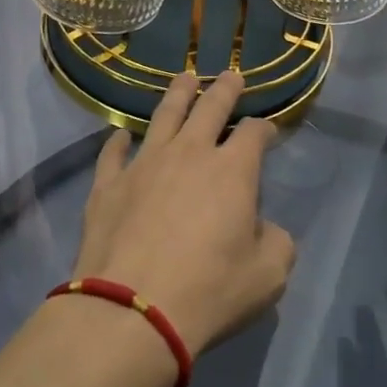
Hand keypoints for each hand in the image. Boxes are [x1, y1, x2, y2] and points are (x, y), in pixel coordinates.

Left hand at [70, 70, 296, 357]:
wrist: (132, 311)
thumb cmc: (209, 291)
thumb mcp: (268, 276)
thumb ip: (277, 243)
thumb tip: (266, 229)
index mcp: (232, 170)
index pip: (254, 133)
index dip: (264, 128)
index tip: (268, 130)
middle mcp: (189, 153)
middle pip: (210, 108)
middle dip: (225, 89)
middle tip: (231, 75)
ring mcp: (144, 164)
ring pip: (163, 116)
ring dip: (177, 94)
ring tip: (184, 77)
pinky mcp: (109, 184)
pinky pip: (113, 152)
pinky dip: (118, 141)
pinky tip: (120, 134)